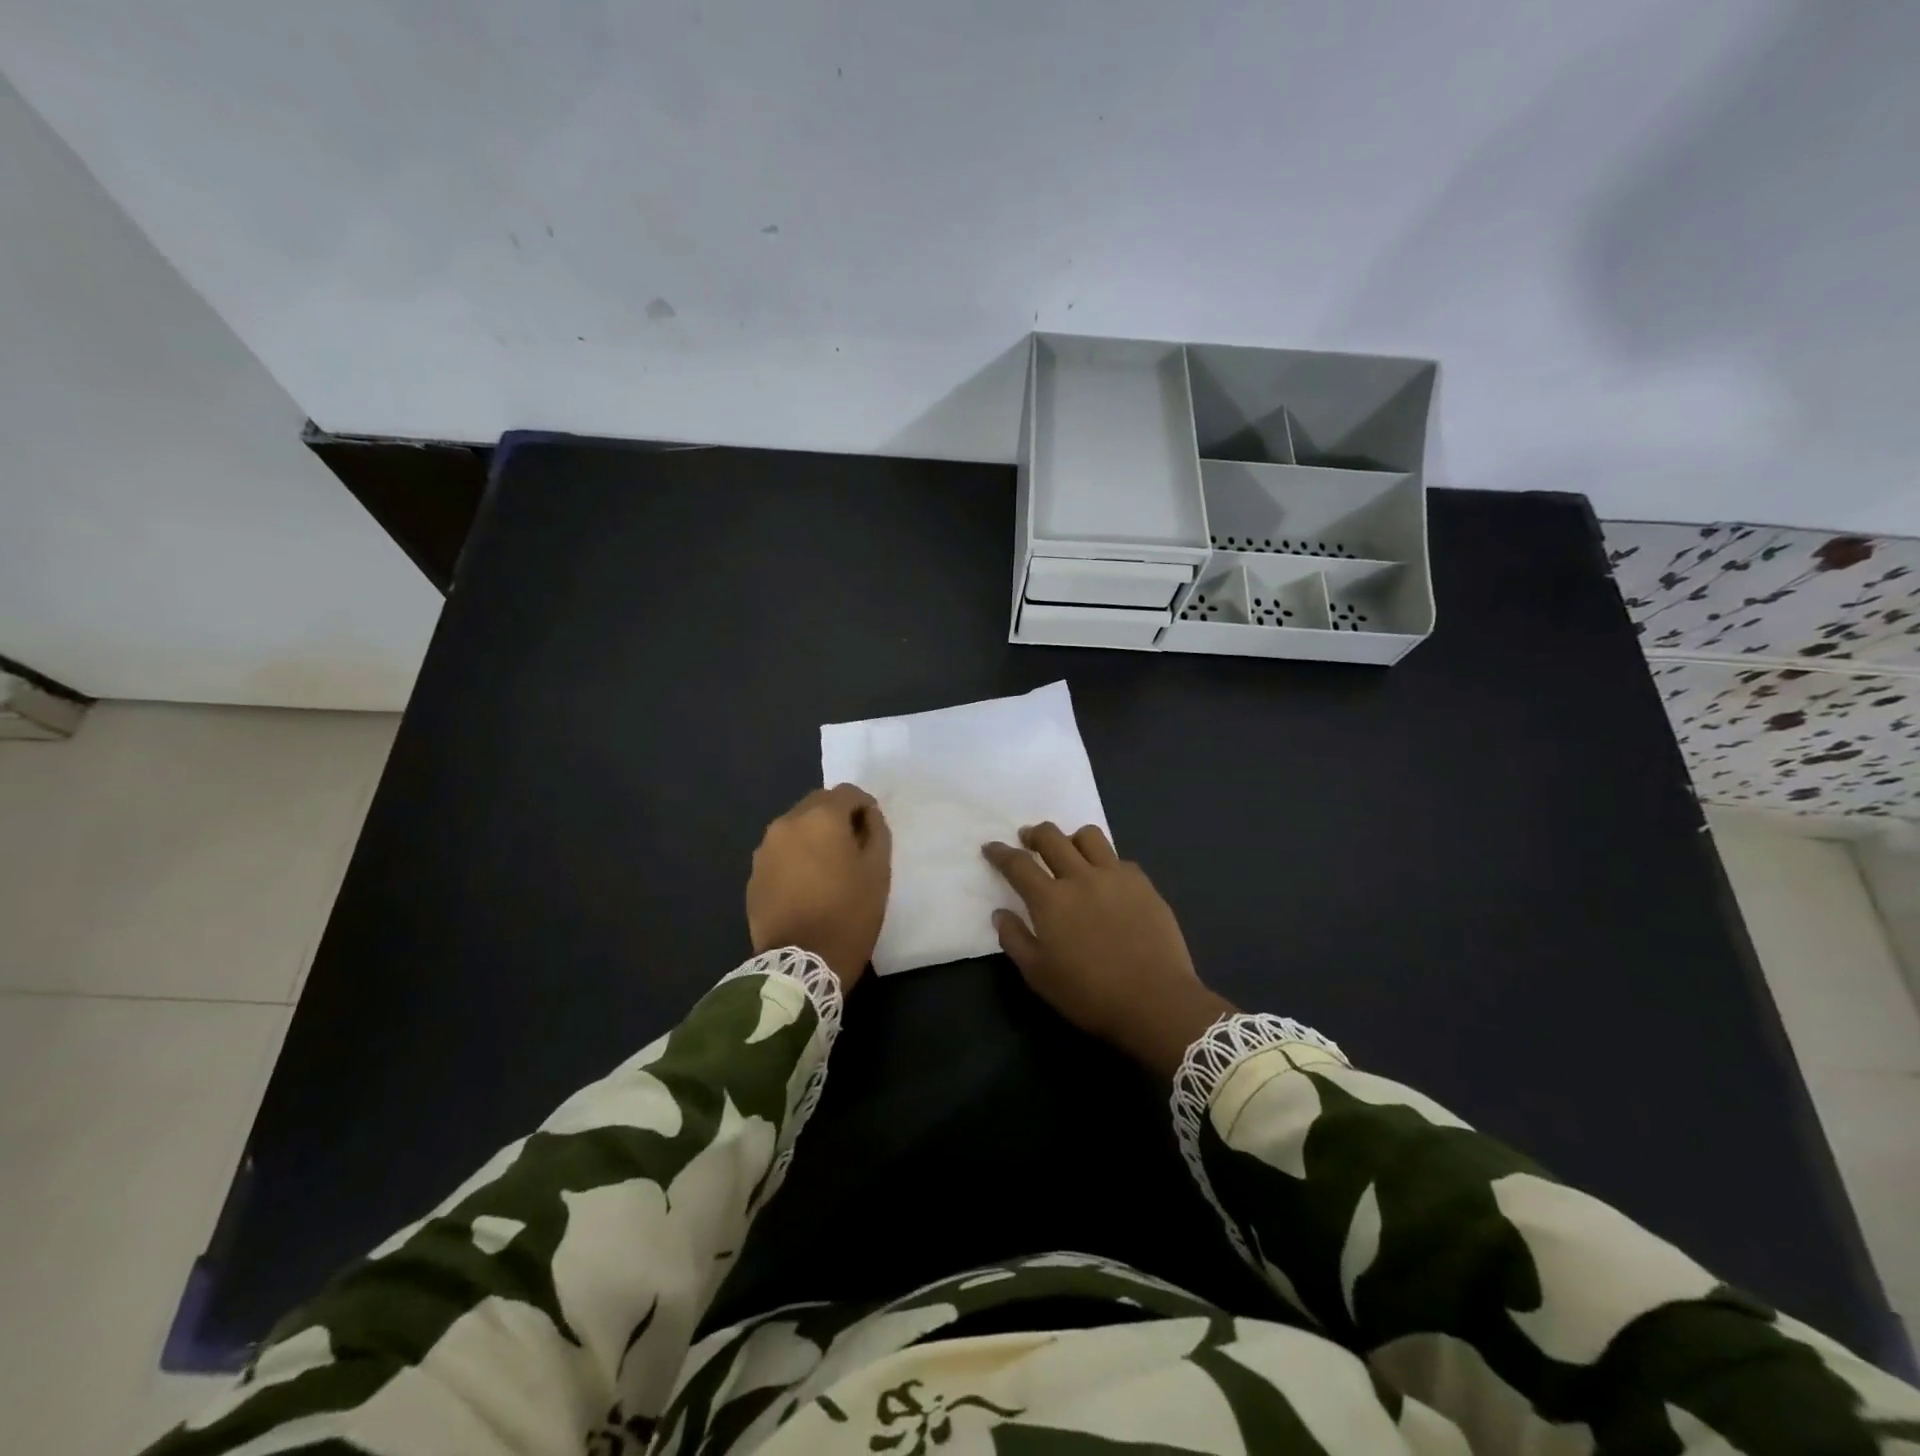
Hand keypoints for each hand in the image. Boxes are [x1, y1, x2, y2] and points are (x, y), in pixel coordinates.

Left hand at [747, 784, 891, 990]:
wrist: (800, 964)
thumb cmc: (848, 914)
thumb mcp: (878, 872)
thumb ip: (876, 832)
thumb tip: (866, 816)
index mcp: (820, 817)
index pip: (847, 792)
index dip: (864, 807)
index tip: (872, 831)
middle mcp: (787, 823)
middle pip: (817, 804)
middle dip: (836, 817)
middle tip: (852, 848)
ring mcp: (765, 849)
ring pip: (796, 827)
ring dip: (814, 836)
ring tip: (828, 868)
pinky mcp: (754, 874)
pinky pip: (781, 852)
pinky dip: (796, 857)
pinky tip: (806, 885)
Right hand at [982, 824, 1233, 1079]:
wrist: (1155, 1000)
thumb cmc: (1090, 993)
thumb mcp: (1039, 975)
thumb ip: (1015, 939)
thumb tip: (1000, 913)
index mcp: (1050, 899)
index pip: (1018, 864)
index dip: (1000, 852)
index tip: (991, 847)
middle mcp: (1080, 877)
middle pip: (1051, 837)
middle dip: (1034, 834)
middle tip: (1028, 839)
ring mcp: (1115, 876)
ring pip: (1088, 836)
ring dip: (1071, 838)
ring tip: (1069, 850)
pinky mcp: (1143, 883)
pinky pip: (1118, 858)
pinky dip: (1104, 861)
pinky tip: (1106, 879)